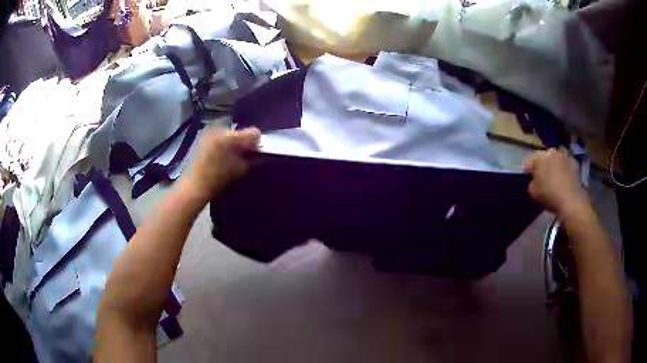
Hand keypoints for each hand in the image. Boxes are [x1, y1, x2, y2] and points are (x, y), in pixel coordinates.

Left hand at [181, 127, 260, 204]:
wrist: (195, 185)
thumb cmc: (219, 179)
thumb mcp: (241, 169)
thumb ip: (253, 158)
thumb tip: (260, 152)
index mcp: (231, 137)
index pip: (252, 132)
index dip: (257, 140)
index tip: (258, 149)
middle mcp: (220, 129)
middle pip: (240, 131)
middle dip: (244, 140)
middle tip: (247, 152)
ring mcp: (210, 131)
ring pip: (229, 133)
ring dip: (234, 141)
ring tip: (234, 153)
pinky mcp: (203, 136)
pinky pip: (220, 135)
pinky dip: (224, 142)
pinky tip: (223, 153)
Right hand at [523, 147, 588, 215]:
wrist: (570, 200)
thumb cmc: (549, 195)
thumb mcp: (533, 192)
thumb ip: (532, 183)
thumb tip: (535, 180)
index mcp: (539, 157)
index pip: (532, 161)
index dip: (530, 169)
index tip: (530, 177)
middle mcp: (552, 152)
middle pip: (546, 157)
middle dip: (544, 165)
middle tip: (544, 177)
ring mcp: (564, 156)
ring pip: (557, 159)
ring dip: (556, 165)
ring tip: (556, 177)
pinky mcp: (574, 163)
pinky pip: (567, 164)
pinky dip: (566, 169)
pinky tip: (565, 179)